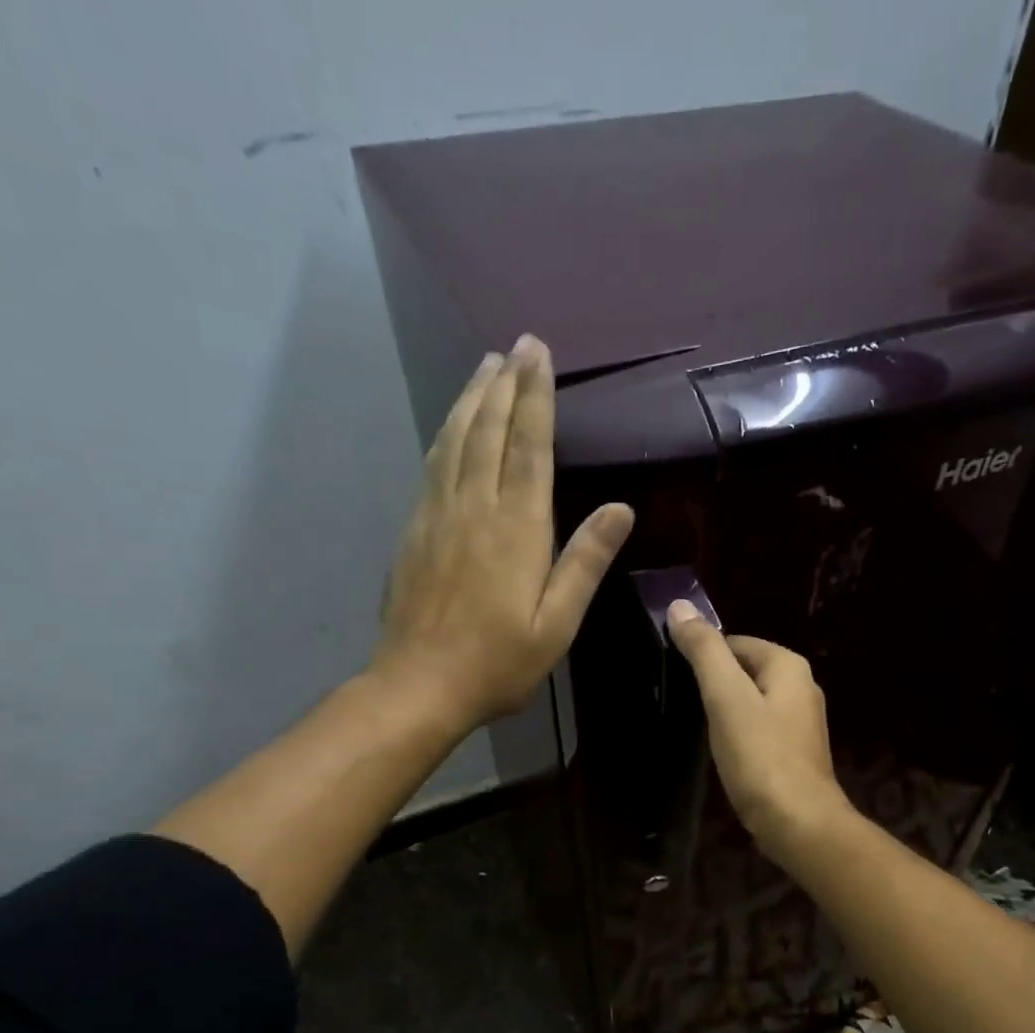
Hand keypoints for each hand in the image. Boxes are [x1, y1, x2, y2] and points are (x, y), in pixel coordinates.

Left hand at [372, 336, 633, 734]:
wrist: (418, 685)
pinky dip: (446, 434)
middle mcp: (474, 508)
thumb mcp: (556, 624)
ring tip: (485, 367)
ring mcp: (438, 516)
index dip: (535, 397)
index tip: (537, 354)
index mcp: (516, 528)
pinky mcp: (414, 530)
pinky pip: (433, 466)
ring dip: (472, 399)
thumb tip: (620, 510)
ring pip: (455, 441)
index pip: (529, 447)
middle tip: (516, 345)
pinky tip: (452, 425)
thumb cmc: (498, 663)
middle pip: (490, 432)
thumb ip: (584, 563)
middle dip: (505, 384)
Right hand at [665, 602, 855, 860]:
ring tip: (701, 729)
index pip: (735, 642)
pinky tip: (725, 752)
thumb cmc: (760, 756)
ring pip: (752, 701)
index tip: (677, 677)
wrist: (798, 823)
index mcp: (789, 665)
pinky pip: (760, 729)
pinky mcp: (795, 752)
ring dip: (726, 710)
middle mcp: (802, 686)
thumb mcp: (726, 697)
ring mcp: (802, 722)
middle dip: (715, 684)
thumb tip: (679, 606)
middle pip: (745, 670)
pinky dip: (740, 734)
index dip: (704, 656)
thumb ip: (704, 651)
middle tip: (685, 704)